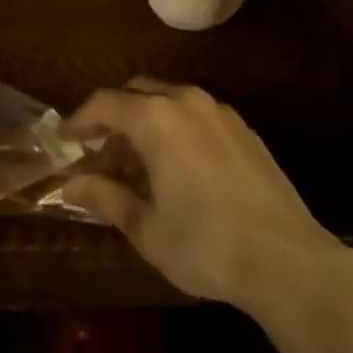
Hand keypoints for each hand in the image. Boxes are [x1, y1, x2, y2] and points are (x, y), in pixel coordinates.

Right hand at [62, 78, 343, 315]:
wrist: (288, 260)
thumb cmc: (207, 245)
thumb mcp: (147, 228)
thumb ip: (106, 197)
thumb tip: (70, 185)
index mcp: (155, 118)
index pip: (104, 103)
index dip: (78, 119)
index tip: (64, 139)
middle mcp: (185, 101)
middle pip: (135, 92)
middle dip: (113, 117)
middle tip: (99, 152)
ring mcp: (218, 111)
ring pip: (167, 99)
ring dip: (144, 121)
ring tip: (137, 163)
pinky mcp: (243, 128)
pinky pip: (195, 113)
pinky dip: (174, 127)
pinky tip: (177, 166)